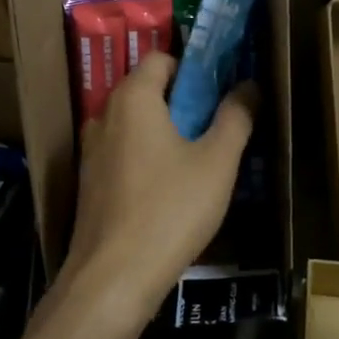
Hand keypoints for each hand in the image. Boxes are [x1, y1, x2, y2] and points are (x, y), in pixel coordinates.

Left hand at [68, 52, 255, 320]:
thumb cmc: (170, 210)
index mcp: (133, 99)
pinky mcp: (89, 184)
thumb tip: (248, 86)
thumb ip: (235, 118)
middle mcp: (104, 116)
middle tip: (217, 126)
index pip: (160, 58)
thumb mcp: (216, 162)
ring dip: (166, 132)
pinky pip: (123, 153)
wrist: (113, 279)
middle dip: (183, 102)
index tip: (220, 91)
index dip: (192, 68)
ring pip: (135, 125)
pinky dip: (147, 157)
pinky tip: (170, 190)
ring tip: (199, 160)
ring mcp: (91, 152)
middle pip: (147, 90)